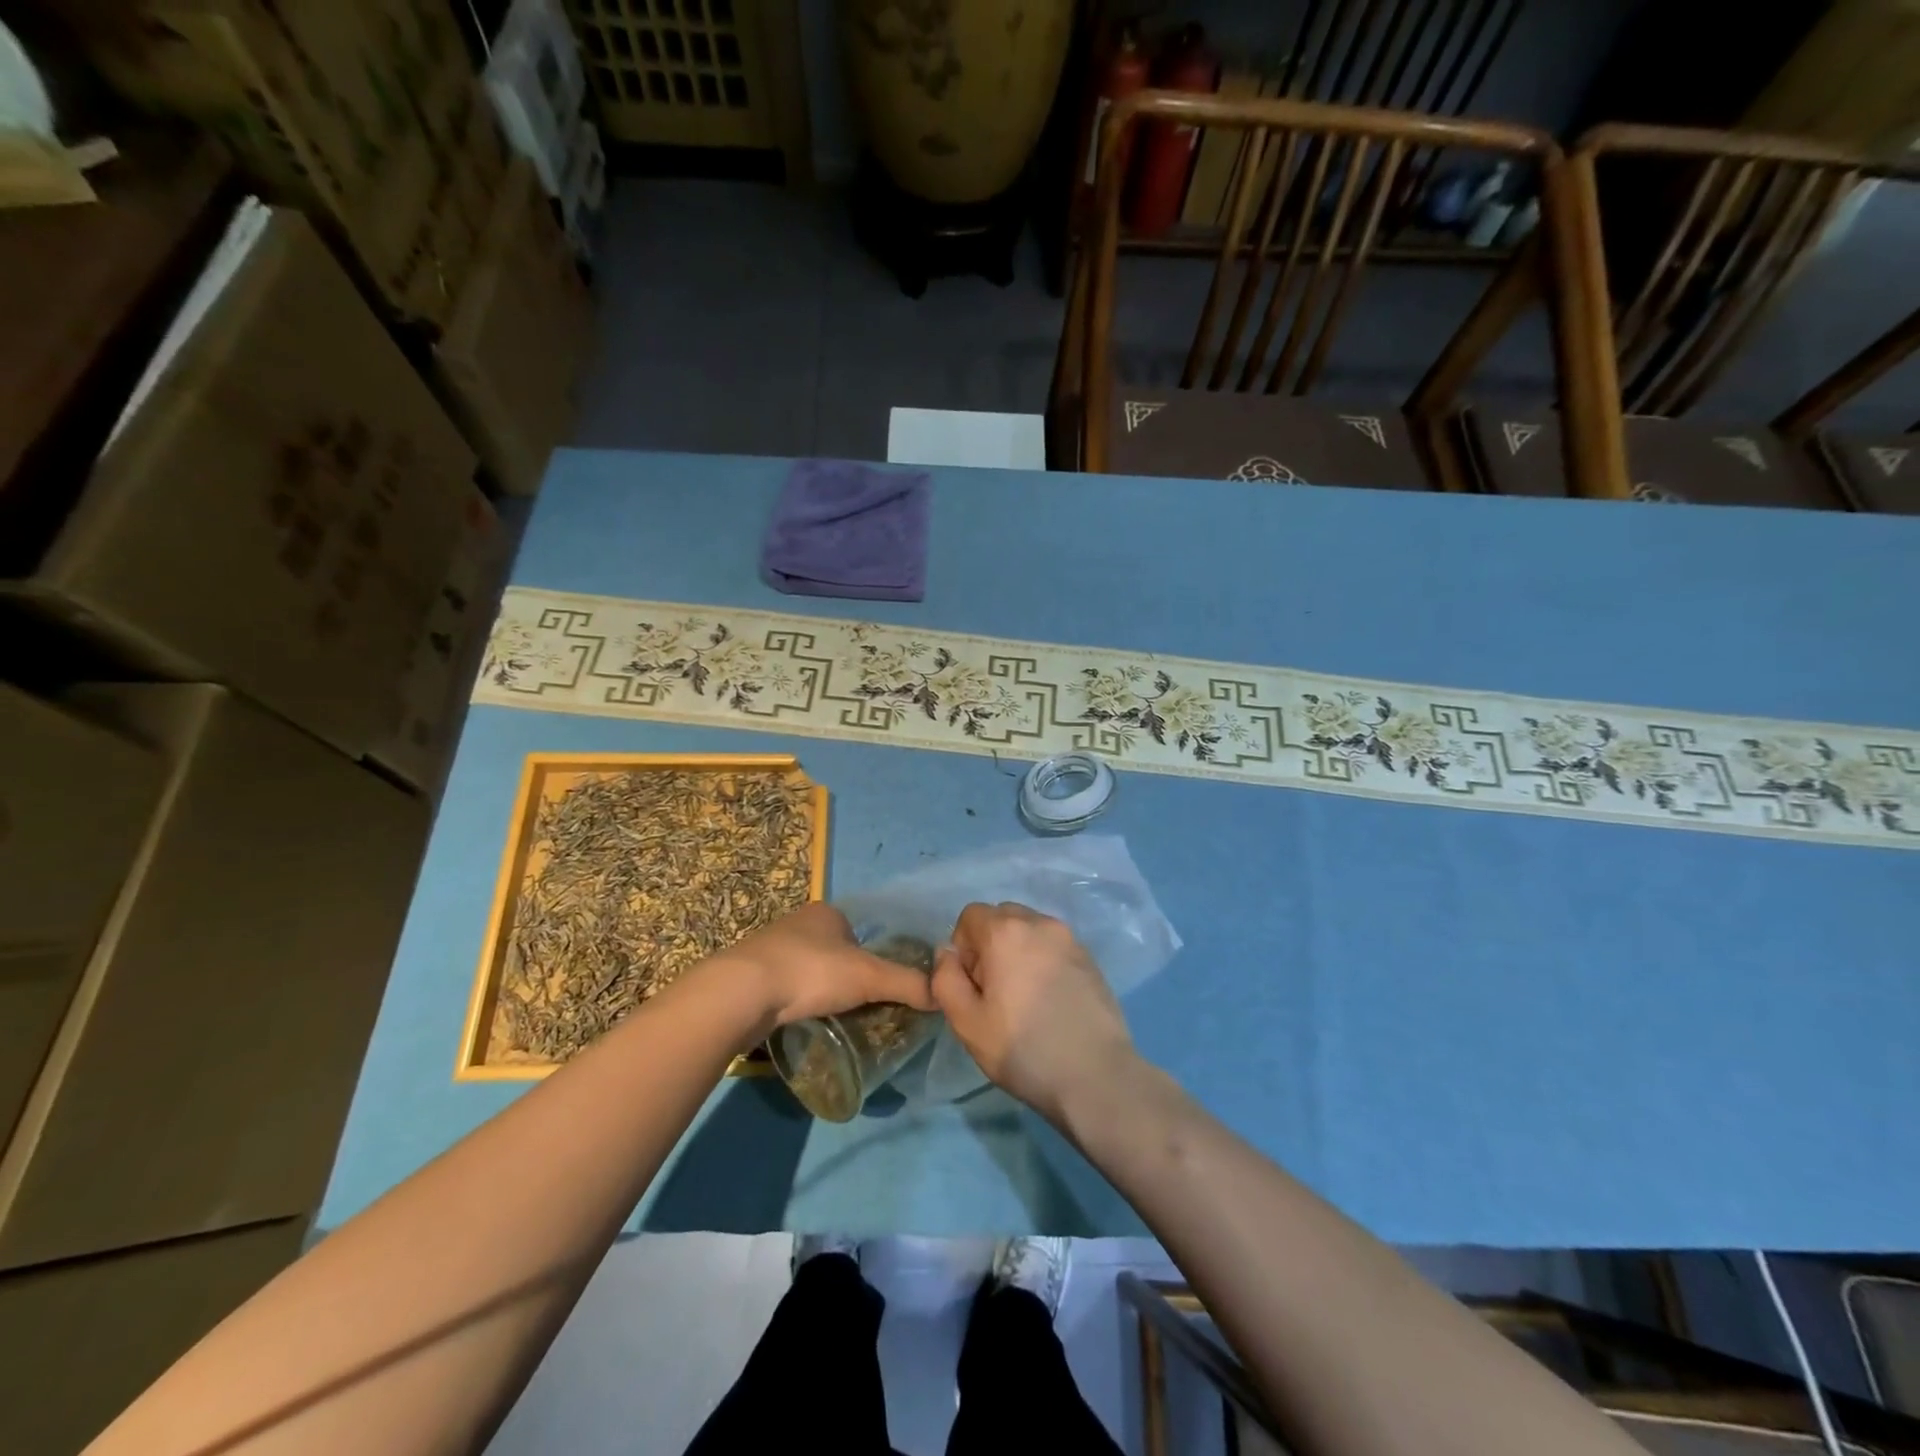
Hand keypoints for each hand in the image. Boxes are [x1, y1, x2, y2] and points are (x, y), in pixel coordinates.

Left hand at [718, 902, 937, 1030]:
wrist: (741, 993)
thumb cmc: (811, 972)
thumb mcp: (869, 977)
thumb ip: (907, 984)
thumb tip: (943, 996)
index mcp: (826, 913)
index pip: (859, 932)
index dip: (872, 957)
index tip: (879, 987)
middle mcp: (798, 924)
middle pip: (834, 951)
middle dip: (846, 976)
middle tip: (862, 1007)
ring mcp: (770, 949)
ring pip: (808, 970)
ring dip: (820, 990)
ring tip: (835, 1018)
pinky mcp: (750, 977)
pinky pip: (785, 988)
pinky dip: (797, 1002)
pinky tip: (803, 1021)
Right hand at [931, 902, 1135, 1122]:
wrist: (1096, 1075)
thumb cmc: (1023, 1049)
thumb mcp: (967, 1022)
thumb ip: (945, 979)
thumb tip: (947, 953)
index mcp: (1006, 931)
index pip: (970, 915)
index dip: (963, 947)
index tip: (973, 985)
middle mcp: (1039, 923)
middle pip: (1002, 917)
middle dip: (990, 945)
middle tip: (995, 992)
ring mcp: (1070, 939)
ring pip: (1030, 930)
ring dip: (1018, 952)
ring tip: (1024, 998)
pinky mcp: (1090, 958)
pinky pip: (1054, 947)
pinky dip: (1043, 962)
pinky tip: (1050, 1002)